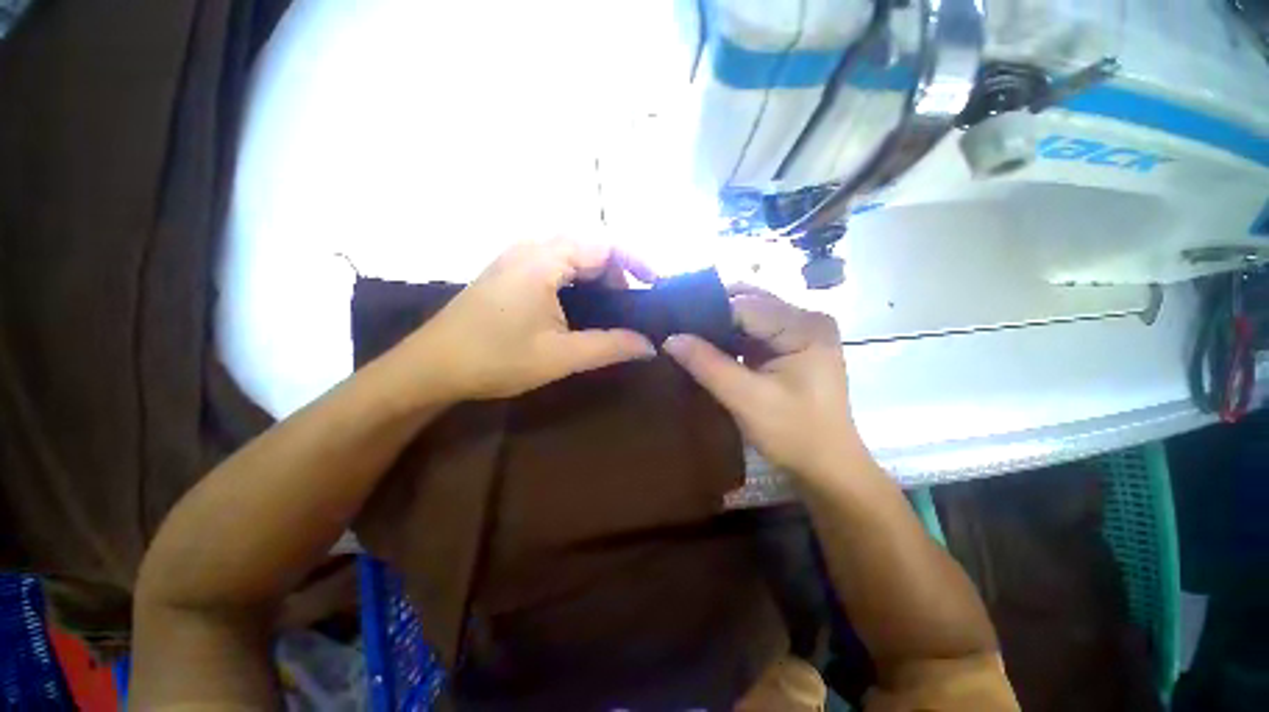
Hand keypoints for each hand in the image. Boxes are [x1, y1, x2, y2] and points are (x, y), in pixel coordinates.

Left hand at [405, 239, 656, 400]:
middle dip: (617, 271)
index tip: (655, 285)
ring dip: (597, 275)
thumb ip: (610, 346)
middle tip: (631, 305)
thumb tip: (650, 345)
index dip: (636, 261)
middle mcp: (530, 247)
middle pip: (589, 245)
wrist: (432, 367)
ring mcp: (515, 257)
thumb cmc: (496, 359)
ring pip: (571, 253)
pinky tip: (580, 304)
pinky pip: (554, 262)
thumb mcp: (561, 356)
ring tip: (611, 306)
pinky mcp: (508, 271)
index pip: (604, 245)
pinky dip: (577, 278)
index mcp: (544, 260)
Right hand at [663, 286, 861, 479]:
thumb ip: (707, 364)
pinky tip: (708, 348)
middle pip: (748, 303)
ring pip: (748, 316)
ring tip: (687, 337)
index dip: (707, 314)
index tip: (673, 325)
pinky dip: (730, 338)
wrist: (826, 466)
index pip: (744, 305)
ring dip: (719, 327)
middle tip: (677, 329)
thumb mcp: (746, 399)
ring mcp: (799, 331)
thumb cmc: (794, 433)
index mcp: (804, 325)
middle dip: (712, 315)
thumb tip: (669, 338)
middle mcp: (805, 318)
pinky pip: (753, 332)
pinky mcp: (790, 346)